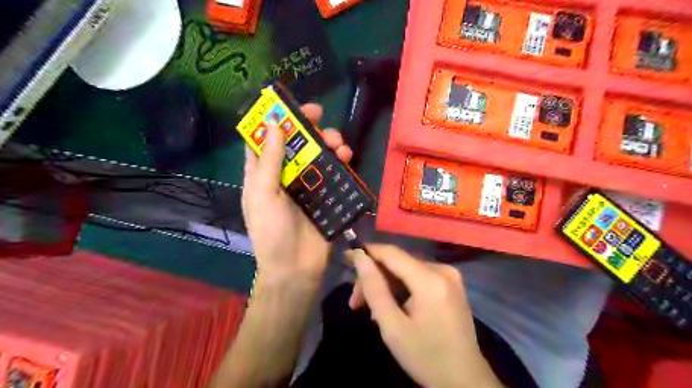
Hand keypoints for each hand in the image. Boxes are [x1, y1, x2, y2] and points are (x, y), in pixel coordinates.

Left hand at [242, 104, 351, 283]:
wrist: (296, 268)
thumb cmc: (272, 232)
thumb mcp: (263, 195)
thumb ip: (269, 162)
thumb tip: (275, 125)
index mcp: (263, 174)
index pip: (266, 140)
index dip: (276, 120)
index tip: (290, 106)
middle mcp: (284, 175)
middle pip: (296, 143)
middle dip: (308, 128)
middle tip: (320, 117)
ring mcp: (307, 185)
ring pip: (318, 155)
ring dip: (328, 143)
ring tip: (339, 144)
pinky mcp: (325, 195)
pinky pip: (334, 173)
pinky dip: (340, 163)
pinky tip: (347, 159)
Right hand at [349, 246, 500, 387]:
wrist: (465, 380)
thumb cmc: (426, 357)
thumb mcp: (393, 327)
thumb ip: (374, 288)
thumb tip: (360, 256)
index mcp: (430, 280)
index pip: (391, 253)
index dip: (367, 251)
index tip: (346, 258)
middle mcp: (443, 270)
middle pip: (398, 262)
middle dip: (374, 279)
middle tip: (355, 303)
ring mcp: (450, 276)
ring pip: (406, 270)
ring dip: (386, 285)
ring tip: (371, 311)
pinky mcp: (451, 284)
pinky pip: (418, 277)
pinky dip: (401, 288)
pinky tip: (391, 306)